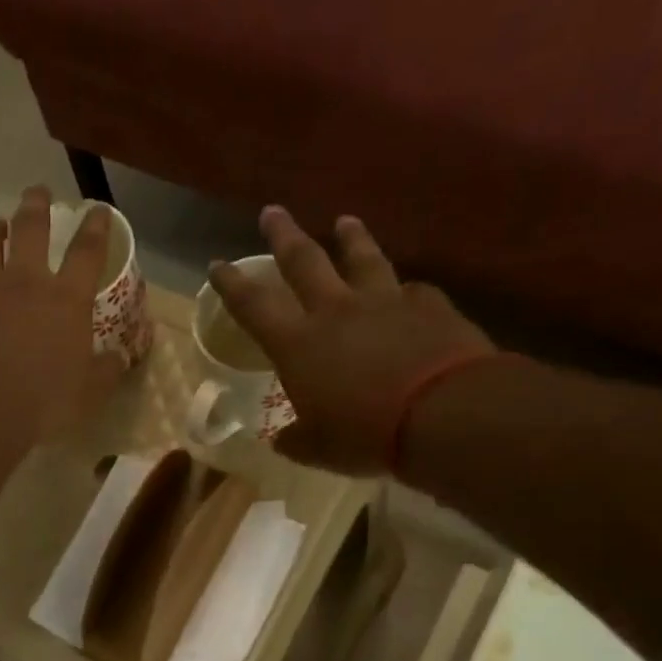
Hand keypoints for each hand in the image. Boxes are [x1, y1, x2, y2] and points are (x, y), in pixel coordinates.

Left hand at [0, 185, 124, 444]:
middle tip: (37, 193)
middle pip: (29, 229)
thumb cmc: (44, 405)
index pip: (87, 251)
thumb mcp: (90, 393)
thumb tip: (119, 357)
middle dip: (36, 206)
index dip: (97, 227)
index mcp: (65, 300)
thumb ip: (107, 370)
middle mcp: (23, 284)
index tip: (99, 211)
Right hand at [208, 207, 494, 473]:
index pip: (254, 306)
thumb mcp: (320, 449)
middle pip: (304, 261)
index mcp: (299, 345)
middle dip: (284, 235)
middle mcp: (337, 311)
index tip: (217, 265)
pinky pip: (412, 290)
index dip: (232, 285)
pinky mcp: (429, 305)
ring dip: (351, 238)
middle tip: (272, 211)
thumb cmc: (366, 435)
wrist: (444, 414)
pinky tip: (408, 290)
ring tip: (345, 220)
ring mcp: (385, 302)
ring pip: (362, 258)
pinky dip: (405, 290)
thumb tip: (283, 439)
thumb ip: (298, 439)